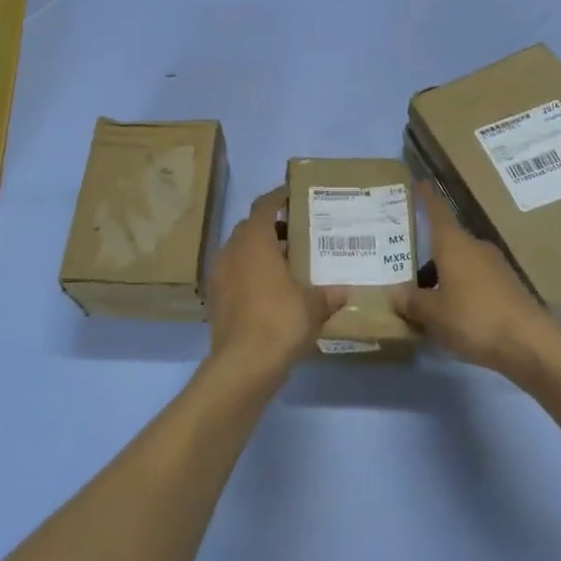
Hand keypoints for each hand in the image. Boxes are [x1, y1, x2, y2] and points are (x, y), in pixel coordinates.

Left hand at [207, 187, 345, 380]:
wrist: (243, 365)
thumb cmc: (280, 321)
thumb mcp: (313, 306)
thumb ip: (328, 295)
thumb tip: (344, 291)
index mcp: (255, 241)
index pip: (264, 206)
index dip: (278, 197)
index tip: (292, 195)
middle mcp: (232, 251)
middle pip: (250, 228)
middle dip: (272, 227)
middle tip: (297, 233)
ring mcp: (219, 276)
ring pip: (240, 252)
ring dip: (260, 252)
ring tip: (287, 263)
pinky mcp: (215, 300)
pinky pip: (234, 275)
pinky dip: (250, 274)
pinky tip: (271, 291)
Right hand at [395, 184, 560, 374]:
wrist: (530, 344)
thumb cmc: (474, 318)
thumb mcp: (433, 314)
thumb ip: (411, 301)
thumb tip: (394, 292)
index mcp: (454, 244)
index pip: (438, 211)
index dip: (426, 197)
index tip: (418, 183)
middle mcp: (475, 247)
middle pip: (447, 242)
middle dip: (427, 254)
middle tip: (404, 268)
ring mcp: (495, 266)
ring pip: (461, 263)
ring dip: (443, 276)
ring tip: (424, 300)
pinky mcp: (508, 287)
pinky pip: (475, 281)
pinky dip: (460, 290)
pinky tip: (451, 314)